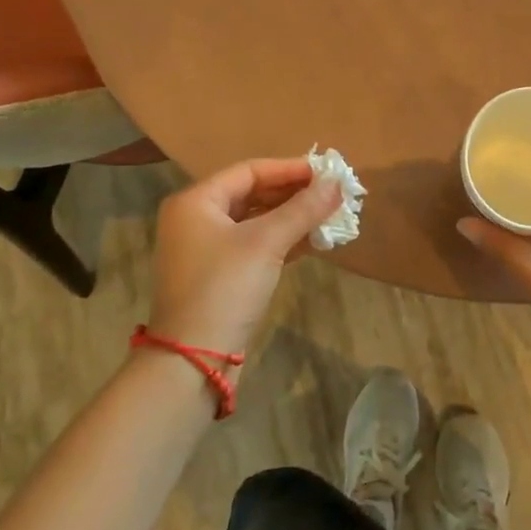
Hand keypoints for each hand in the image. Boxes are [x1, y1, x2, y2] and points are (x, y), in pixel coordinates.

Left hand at [147, 159, 344, 353]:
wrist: (193, 360)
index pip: (249, 171)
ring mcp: (206, 249)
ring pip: (256, 221)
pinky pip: (255, 245)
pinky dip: (283, 240)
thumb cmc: (225, 288)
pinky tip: (315, 241)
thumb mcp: (266, 243)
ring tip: (330, 215)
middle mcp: (197, 219)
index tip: (326, 173)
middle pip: (253, 194)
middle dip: (294, 194)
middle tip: (332, 194)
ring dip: (292, 218)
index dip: (290, 169)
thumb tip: (337, 183)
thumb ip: (303, 209)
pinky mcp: (219, 275)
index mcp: (197, 202)